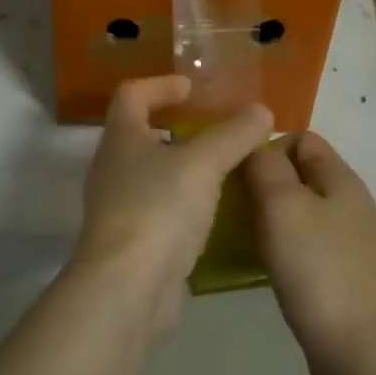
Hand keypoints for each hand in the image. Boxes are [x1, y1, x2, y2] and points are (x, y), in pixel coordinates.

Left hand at [71, 76, 272, 334]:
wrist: (126, 290)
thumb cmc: (159, 209)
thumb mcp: (204, 164)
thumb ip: (234, 134)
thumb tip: (262, 110)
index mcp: (121, 137)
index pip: (132, 94)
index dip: (161, 84)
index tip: (194, 87)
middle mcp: (113, 167)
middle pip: (140, 132)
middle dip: (177, 126)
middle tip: (215, 127)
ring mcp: (118, 207)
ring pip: (152, 173)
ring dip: (183, 165)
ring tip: (223, 168)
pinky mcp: (133, 241)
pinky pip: (160, 208)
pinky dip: (185, 202)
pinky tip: (215, 211)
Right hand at [245, 132, 375, 374]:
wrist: (358, 349)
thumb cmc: (316, 267)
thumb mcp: (282, 204)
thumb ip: (265, 166)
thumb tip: (256, 147)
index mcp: (341, 178)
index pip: (302, 138)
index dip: (269, 147)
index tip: (240, 175)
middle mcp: (348, 202)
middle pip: (299, 173)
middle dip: (264, 183)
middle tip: (234, 206)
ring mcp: (347, 239)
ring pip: (299, 209)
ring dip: (269, 216)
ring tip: (242, 235)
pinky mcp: (341, 272)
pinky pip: (304, 242)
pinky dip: (281, 245)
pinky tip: (262, 264)